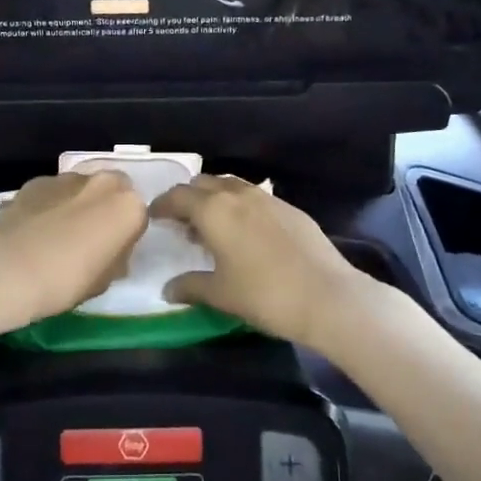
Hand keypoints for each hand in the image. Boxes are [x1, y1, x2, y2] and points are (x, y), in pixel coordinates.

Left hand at [0, 171, 147, 331]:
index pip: (138, 218)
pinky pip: (53, 192)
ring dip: (77, 204)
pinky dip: (50, 205)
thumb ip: (115, 260)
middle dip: (104, 209)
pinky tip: (34, 230)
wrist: (6, 267)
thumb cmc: (65, 280)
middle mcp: (103, 182)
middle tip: (88, 239)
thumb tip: (110, 252)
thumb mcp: (103, 282)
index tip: (111, 255)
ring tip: (56, 235)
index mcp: (128, 207)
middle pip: (113, 191)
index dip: (125, 237)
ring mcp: (68, 178)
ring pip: (82, 188)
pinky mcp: (37, 180)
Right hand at [152, 176, 372, 348]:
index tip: (153, 216)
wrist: (327, 296)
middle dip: (187, 198)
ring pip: (230, 186)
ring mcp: (266, 198)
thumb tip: (168, 289)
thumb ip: (190, 286)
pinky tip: (245, 232)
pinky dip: (239, 206)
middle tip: (181, 222)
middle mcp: (237, 194)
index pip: (177, 196)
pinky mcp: (289, 208)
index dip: (161, 205)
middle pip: (202, 183)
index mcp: (213, 210)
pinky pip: (254, 197)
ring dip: (214, 199)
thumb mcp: (220, 294)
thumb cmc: (264, 294)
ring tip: (212, 226)